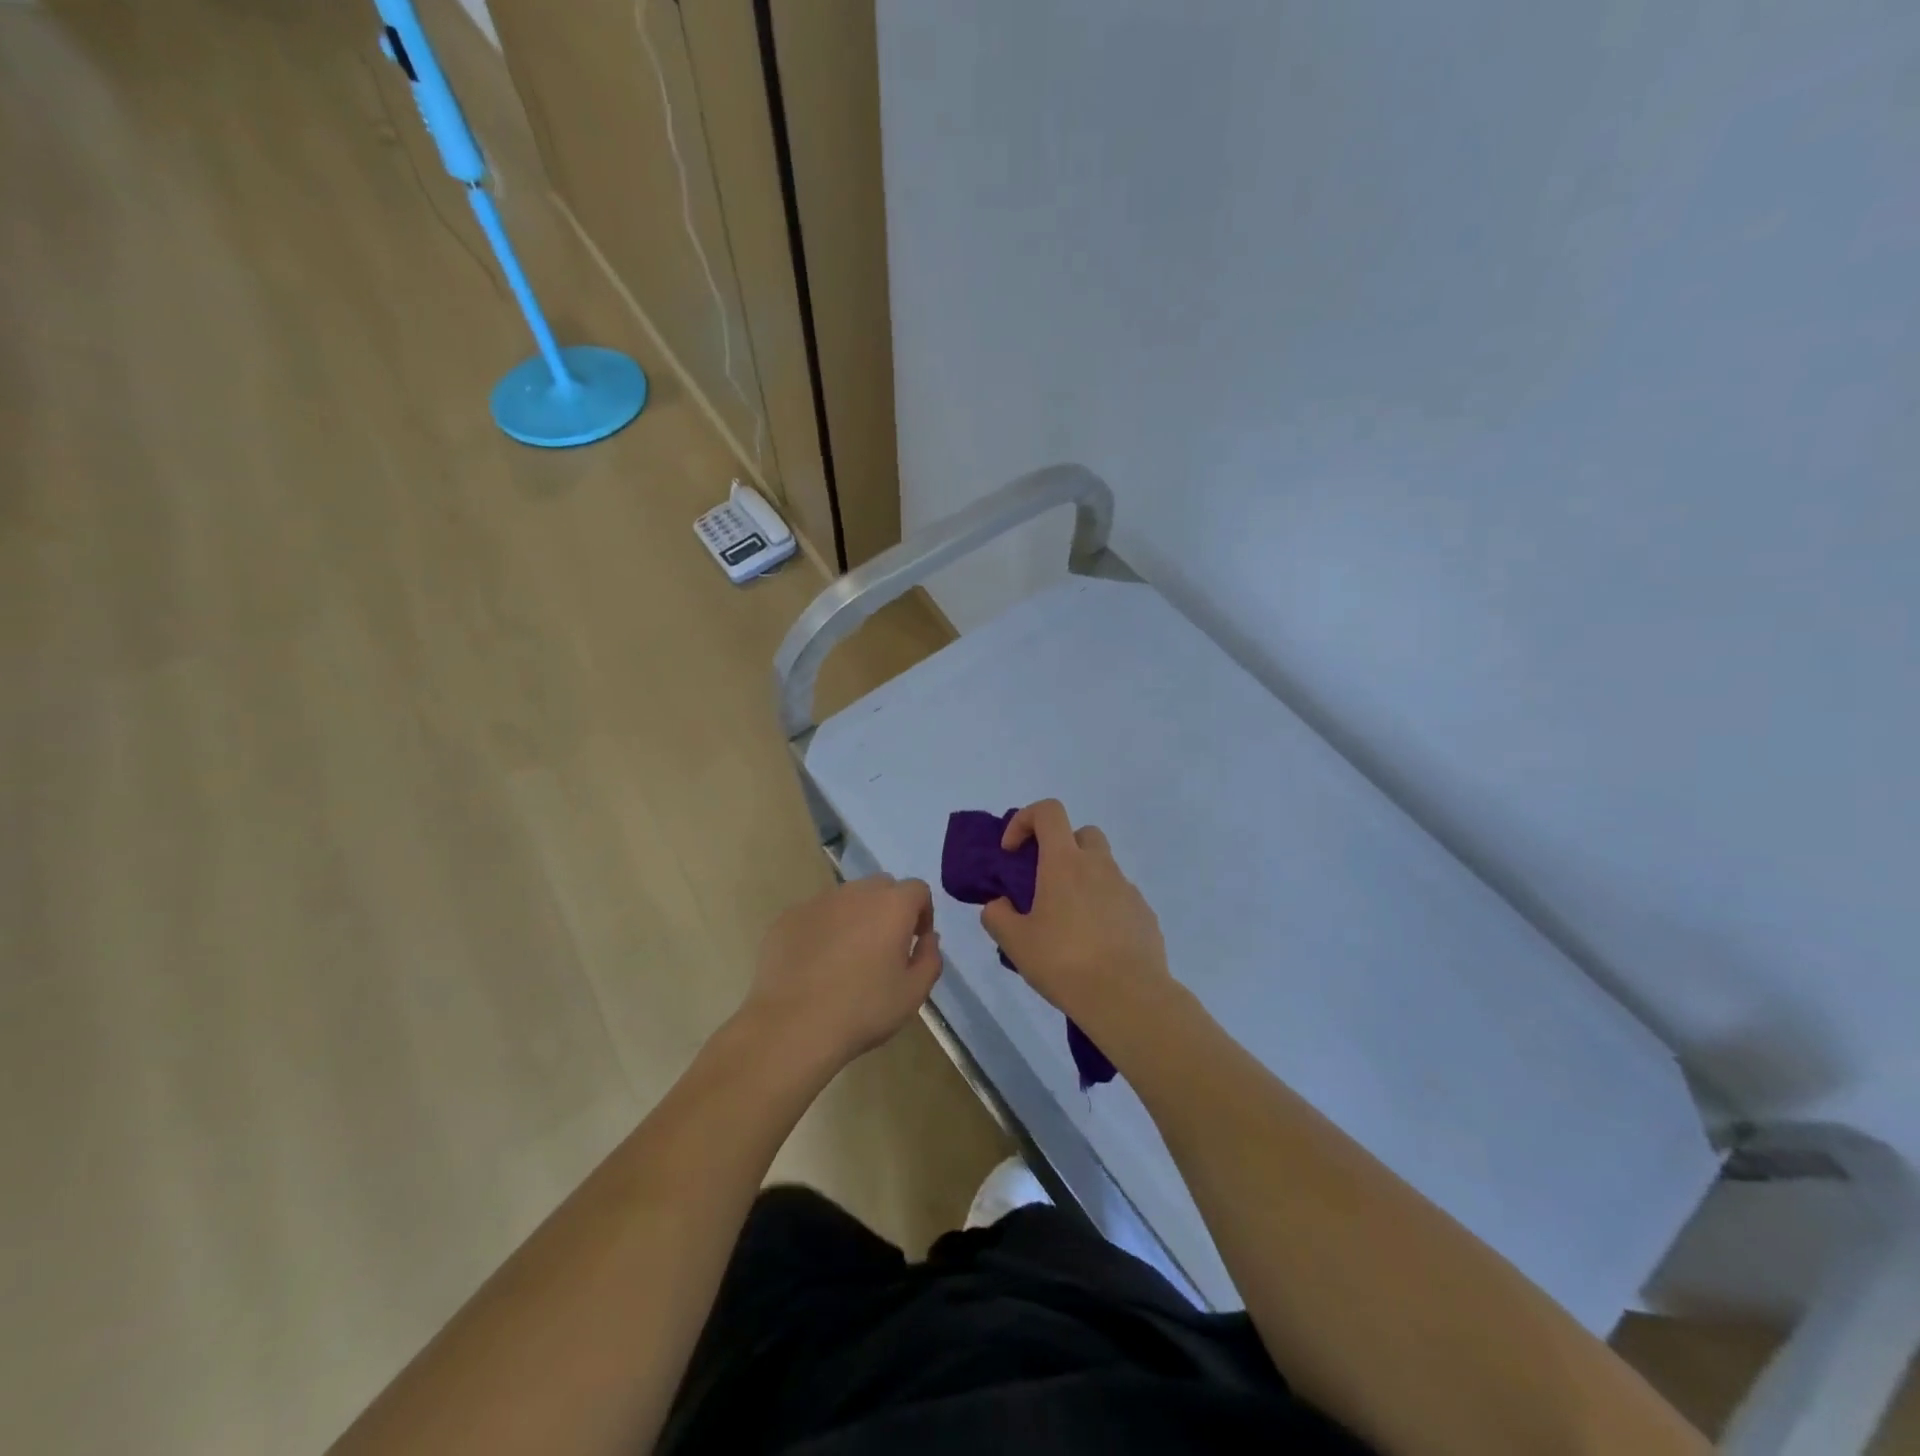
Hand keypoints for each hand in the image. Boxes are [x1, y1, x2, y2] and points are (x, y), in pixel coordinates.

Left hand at [741, 875, 941, 1075]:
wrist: (792, 1026)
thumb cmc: (862, 1010)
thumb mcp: (913, 993)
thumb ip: (930, 958)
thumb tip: (927, 938)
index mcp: (891, 906)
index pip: (917, 890)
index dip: (922, 913)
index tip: (914, 941)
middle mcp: (856, 893)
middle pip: (882, 887)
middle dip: (889, 909)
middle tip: (883, 947)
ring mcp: (818, 902)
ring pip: (847, 899)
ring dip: (855, 917)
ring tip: (847, 957)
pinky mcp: (788, 917)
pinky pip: (816, 914)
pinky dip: (823, 929)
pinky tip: (815, 964)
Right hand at [980, 800, 1173, 1033]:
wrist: (1128, 998)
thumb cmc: (1065, 962)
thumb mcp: (1015, 943)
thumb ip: (997, 916)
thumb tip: (1000, 905)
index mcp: (1064, 862)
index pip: (1048, 811)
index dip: (1025, 820)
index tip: (1012, 852)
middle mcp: (1099, 866)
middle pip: (1082, 833)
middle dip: (1060, 847)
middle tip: (1044, 883)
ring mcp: (1127, 889)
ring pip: (1103, 867)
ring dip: (1083, 880)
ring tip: (1068, 923)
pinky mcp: (1145, 914)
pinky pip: (1119, 898)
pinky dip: (1104, 907)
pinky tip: (1095, 944)